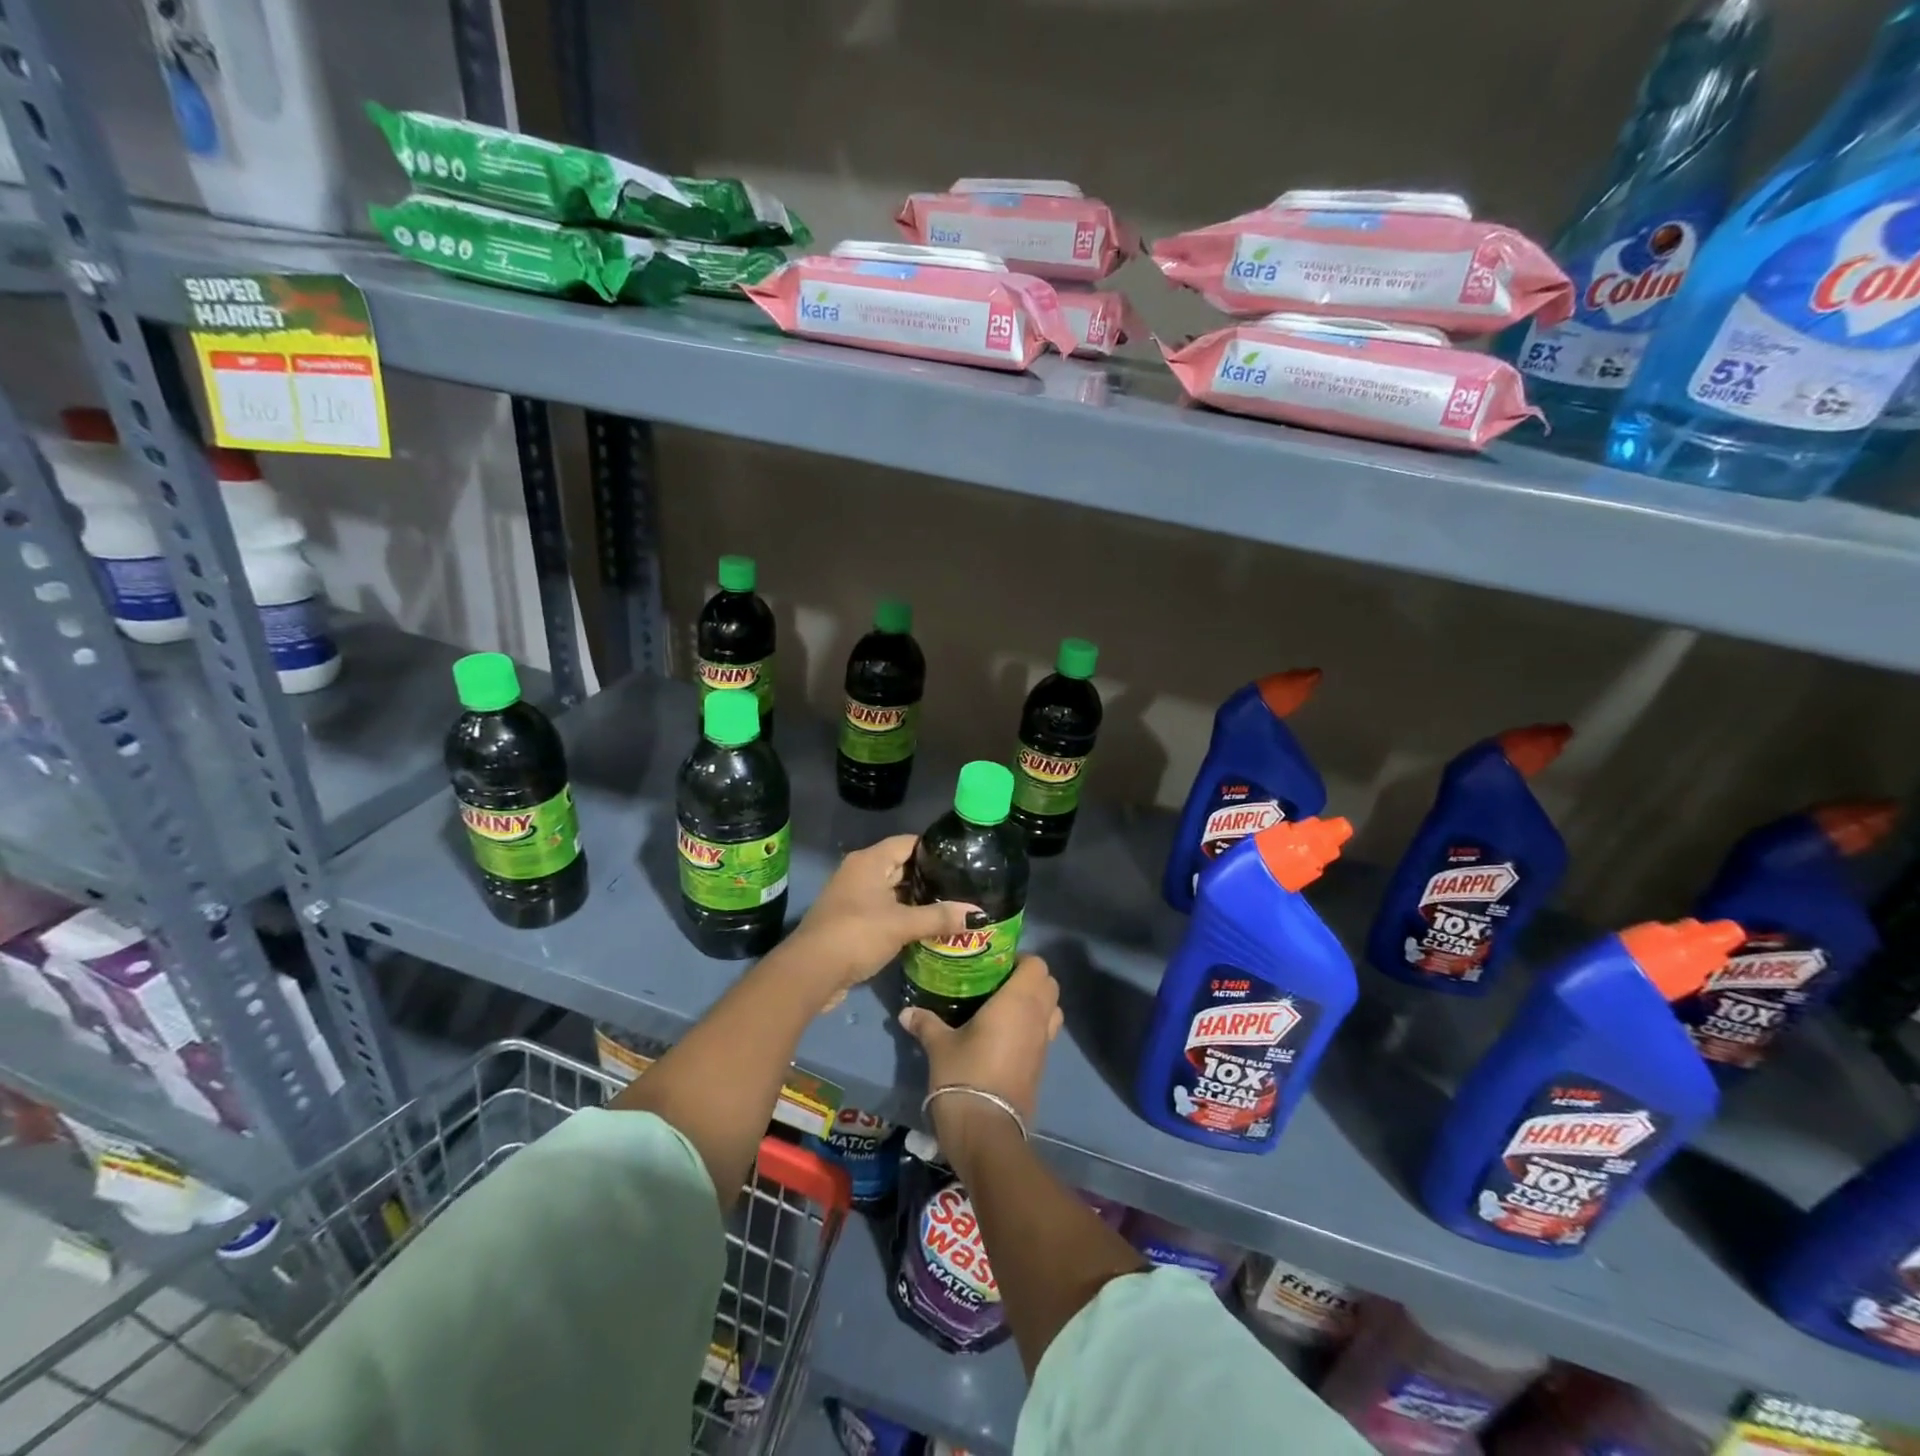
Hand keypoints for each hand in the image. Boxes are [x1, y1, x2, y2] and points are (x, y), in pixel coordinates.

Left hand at [785, 835, 975, 995]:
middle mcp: (860, 872)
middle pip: (902, 866)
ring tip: (952, 906)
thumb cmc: (857, 934)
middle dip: (930, 877)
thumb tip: (978, 915)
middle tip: (964, 886)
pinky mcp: (853, 921)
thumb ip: (939, 917)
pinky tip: (928, 927)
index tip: (963, 858)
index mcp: (870, 861)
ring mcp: (854, 897)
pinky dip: (904, 916)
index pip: (909, 843)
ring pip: (894, 891)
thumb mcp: (902, 925)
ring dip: (918, 900)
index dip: (935, 848)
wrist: (811, 972)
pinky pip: (885, 910)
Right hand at [899, 955, 1061, 1158]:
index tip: (996, 965)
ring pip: (1052, 1010)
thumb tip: (905, 1012)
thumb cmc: (964, 1074)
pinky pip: (1045, 1034)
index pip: (1037, 964)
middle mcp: (1037, 1017)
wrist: (985, 1131)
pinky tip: (1005, 1036)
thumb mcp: (939, 1045)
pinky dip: (1033, 1028)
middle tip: (999, 983)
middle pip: (1049, 984)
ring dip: (1037, 1004)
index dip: (1021, 960)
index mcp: (1018, 1001)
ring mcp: (1044, 1044)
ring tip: (1005, 1008)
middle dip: (1030, 979)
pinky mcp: (1041, 1066)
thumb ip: (926, 1023)